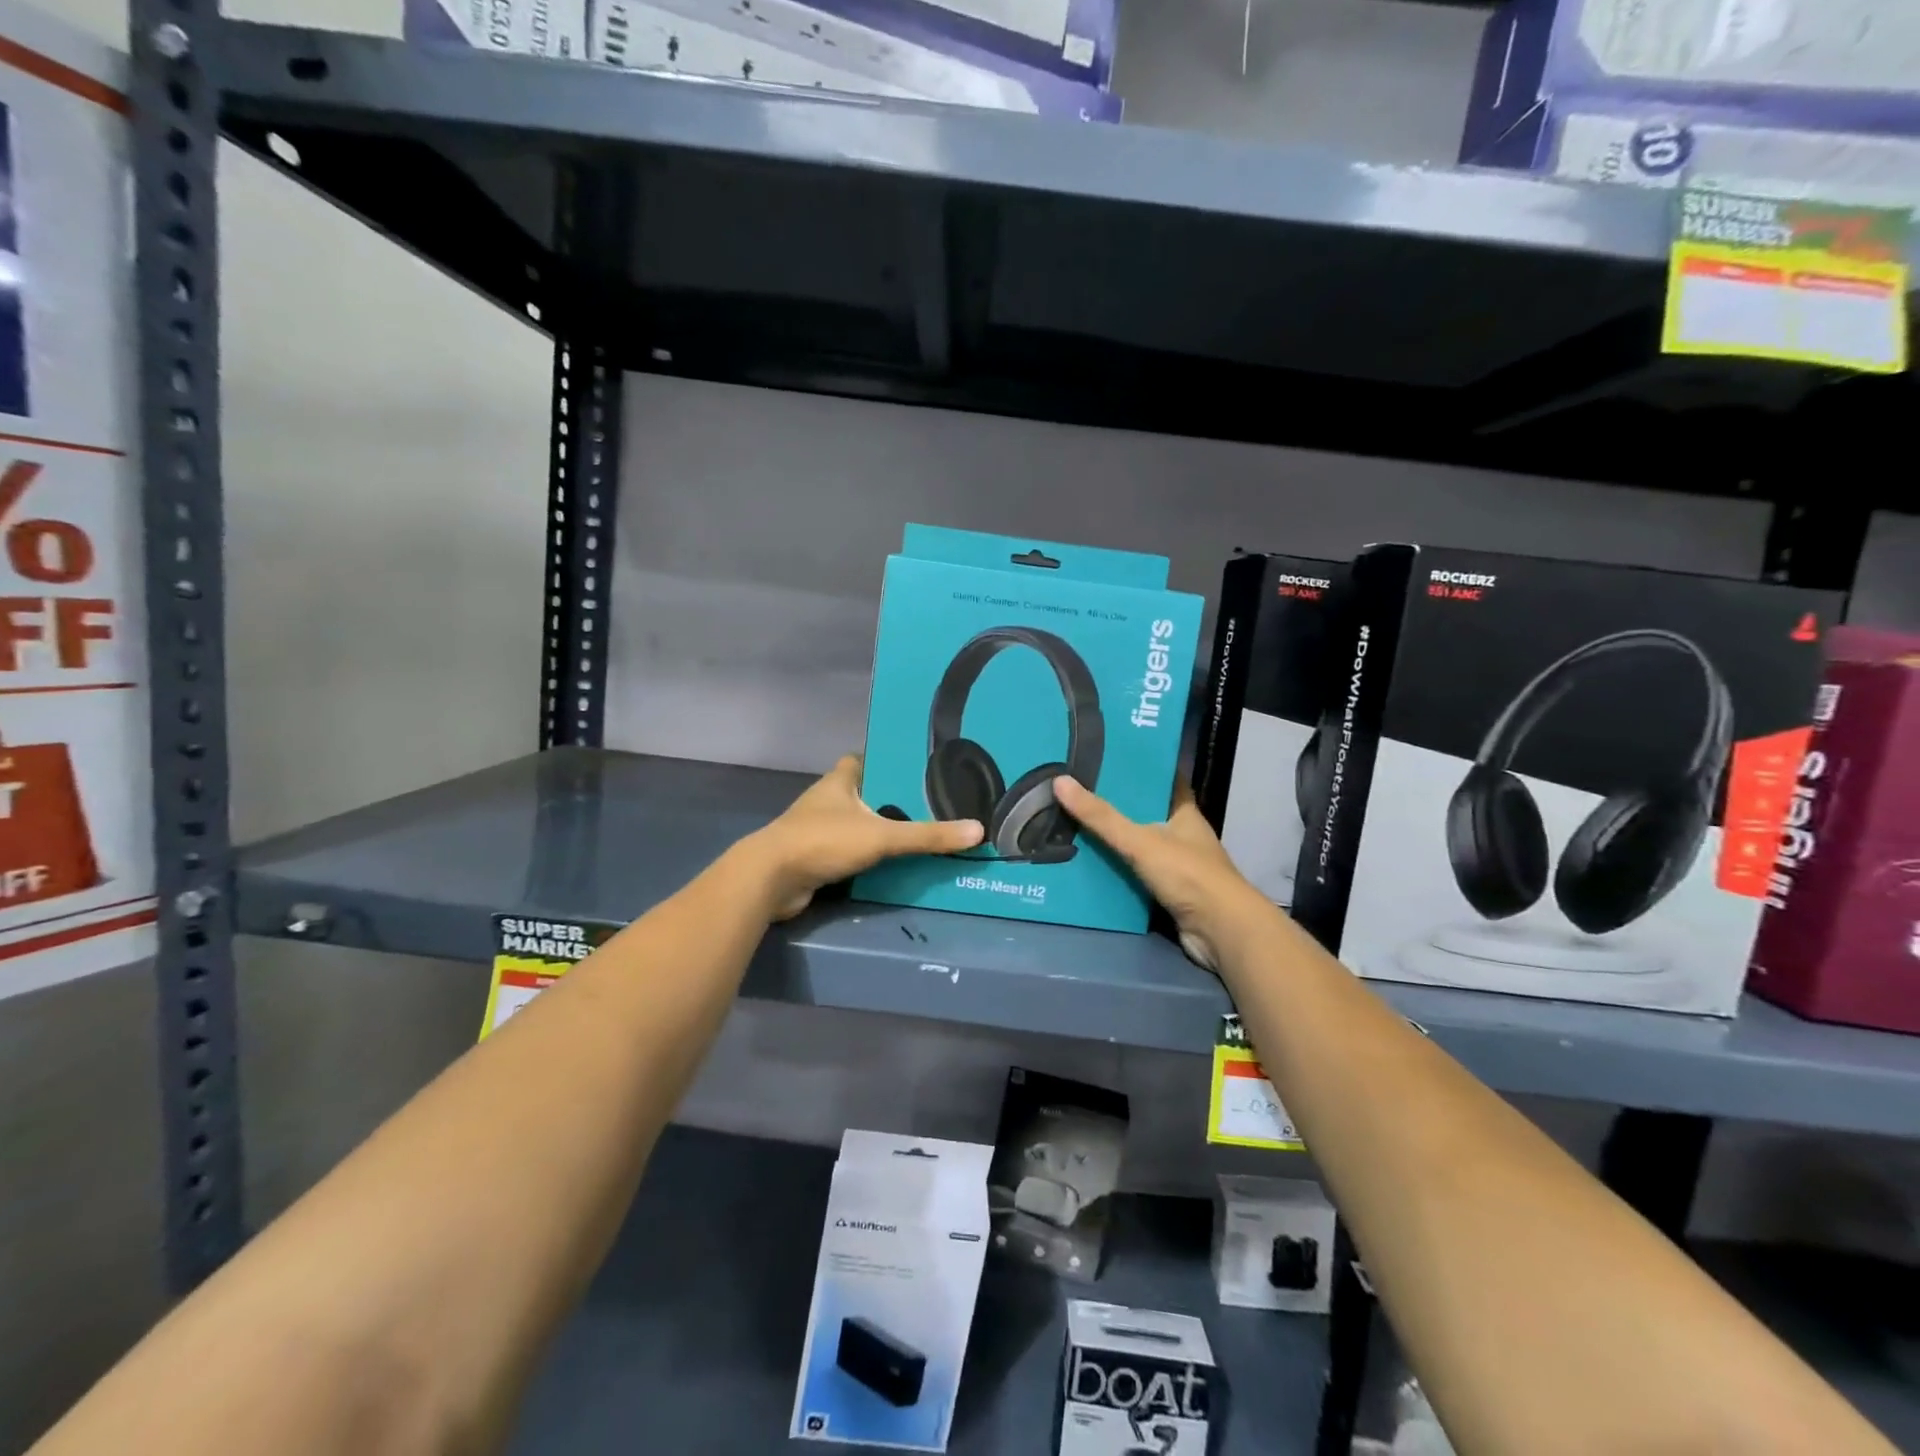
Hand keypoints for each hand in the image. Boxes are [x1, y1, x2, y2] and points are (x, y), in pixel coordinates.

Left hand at [748, 755, 983, 920]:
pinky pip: (848, 850)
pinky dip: (866, 855)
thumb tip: (978, 830)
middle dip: (889, 799)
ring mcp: (817, 829)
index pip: (863, 759)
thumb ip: (928, 835)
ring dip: (878, 829)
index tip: (915, 768)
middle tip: (928, 804)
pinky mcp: (814, 857)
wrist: (771, 879)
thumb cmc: (824, 841)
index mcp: (840, 780)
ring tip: (917, 833)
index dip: (885, 760)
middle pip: (863, 793)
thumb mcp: (882, 836)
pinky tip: (891, 863)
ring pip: (855, 823)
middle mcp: (827, 800)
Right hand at [1052, 776, 1263, 971]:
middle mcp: (1182, 835)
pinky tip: (1088, 865)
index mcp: (1184, 813)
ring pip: (1139, 846)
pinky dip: (1116, 871)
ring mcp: (1177, 865)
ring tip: (1073, 825)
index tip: (1108, 759)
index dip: (1140, 770)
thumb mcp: (1140, 841)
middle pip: (1145, 813)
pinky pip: (1136, 875)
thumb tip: (1060, 781)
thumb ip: (1101, 817)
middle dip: (1116, 806)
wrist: (1220, 931)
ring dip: (1113, 841)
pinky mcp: (1169, 893)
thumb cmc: (1188, 875)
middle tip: (1077, 792)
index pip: (1163, 781)